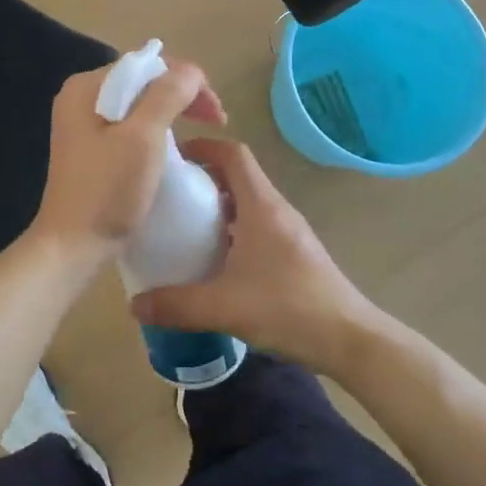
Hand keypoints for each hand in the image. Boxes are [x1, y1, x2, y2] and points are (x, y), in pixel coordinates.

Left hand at [29, 56, 224, 268]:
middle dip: (182, 95)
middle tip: (216, 120)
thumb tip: (190, 71)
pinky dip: (155, 129)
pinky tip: (172, 145)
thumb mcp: (143, 137)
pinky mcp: (89, 148)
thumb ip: (168, 95)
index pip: (147, 65)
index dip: (187, 81)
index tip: (216, 112)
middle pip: (142, 82)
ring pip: (138, 104)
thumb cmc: (108, 190)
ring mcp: (81, 123)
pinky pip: (129, 125)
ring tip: (201, 129)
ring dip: (172, 112)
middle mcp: (79, 97)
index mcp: (86, 87)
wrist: (72, 246)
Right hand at [130, 138, 381, 375]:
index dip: (204, 146)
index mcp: (261, 206)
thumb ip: (176, 305)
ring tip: (186, 226)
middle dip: (204, 177)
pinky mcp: (295, 252)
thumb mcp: (224, 307)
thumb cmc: (288, 308)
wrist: (350, 339)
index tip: (174, 156)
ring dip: (219, 206)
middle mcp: (276, 210)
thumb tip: (134, 305)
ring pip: (249, 202)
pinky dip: (234, 229)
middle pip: (238, 175)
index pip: (233, 154)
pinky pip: (258, 225)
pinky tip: (217, 260)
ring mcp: (289, 231)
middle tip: (170, 195)